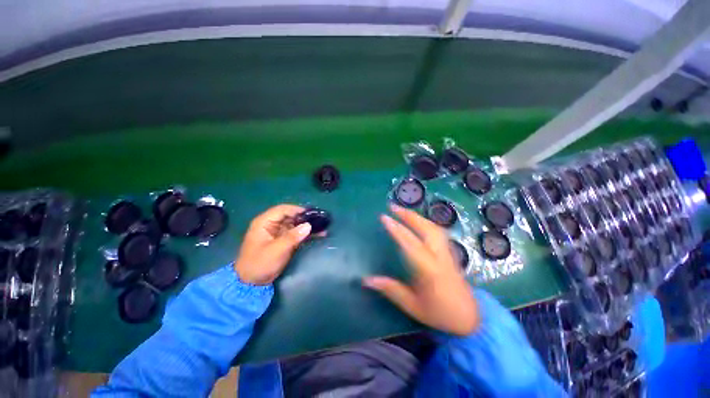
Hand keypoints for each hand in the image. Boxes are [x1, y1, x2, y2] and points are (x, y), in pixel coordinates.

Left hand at [234, 204, 313, 284]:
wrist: (252, 283)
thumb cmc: (260, 264)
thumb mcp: (276, 250)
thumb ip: (292, 237)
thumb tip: (308, 225)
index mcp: (265, 222)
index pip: (283, 210)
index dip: (297, 210)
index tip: (312, 213)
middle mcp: (271, 225)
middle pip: (290, 216)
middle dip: (305, 218)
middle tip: (321, 220)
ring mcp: (278, 233)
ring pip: (295, 224)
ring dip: (307, 226)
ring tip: (323, 227)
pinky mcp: (283, 240)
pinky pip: (296, 233)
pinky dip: (306, 234)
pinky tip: (318, 235)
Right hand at [364, 205, 479, 335]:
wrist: (470, 318)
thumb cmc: (440, 314)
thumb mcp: (412, 306)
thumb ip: (390, 290)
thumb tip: (366, 280)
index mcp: (429, 270)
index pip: (411, 244)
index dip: (396, 229)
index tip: (384, 217)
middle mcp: (439, 257)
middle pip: (426, 229)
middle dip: (408, 215)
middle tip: (392, 206)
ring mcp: (447, 252)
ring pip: (433, 227)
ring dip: (417, 216)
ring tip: (403, 211)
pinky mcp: (450, 252)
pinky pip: (437, 231)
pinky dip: (425, 222)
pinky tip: (418, 221)